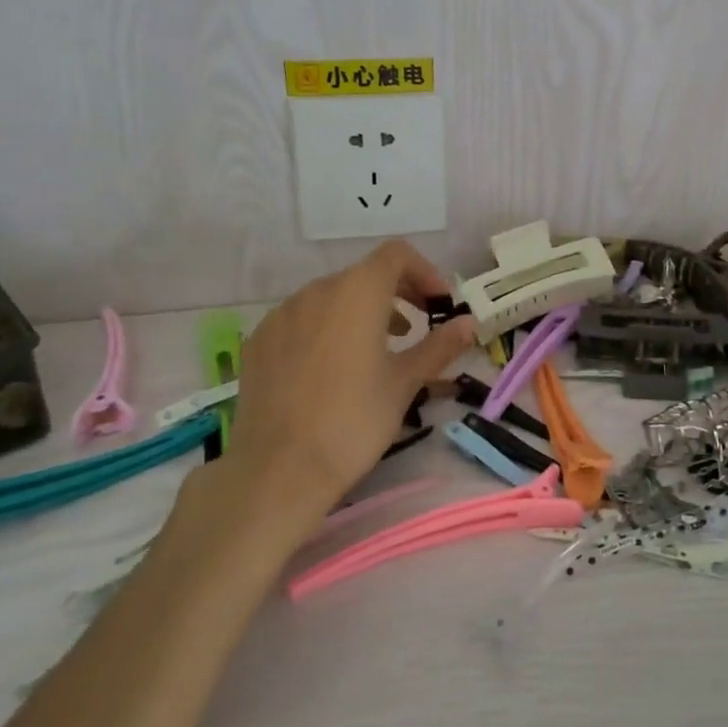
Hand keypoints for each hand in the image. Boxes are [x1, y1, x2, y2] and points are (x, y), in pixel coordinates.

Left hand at [210, 241, 473, 531]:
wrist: (278, 471)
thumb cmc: (353, 421)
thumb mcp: (405, 383)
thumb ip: (439, 345)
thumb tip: (468, 324)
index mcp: (357, 292)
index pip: (396, 255)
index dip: (424, 271)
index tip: (438, 304)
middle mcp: (316, 291)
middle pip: (363, 274)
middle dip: (396, 292)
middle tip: (417, 325)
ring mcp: (281, 315)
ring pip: (330, 297)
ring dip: (361, 311)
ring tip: (377, 349)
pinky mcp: (258, 342)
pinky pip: (301, 320)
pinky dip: (326, 329)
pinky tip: (332, 369)